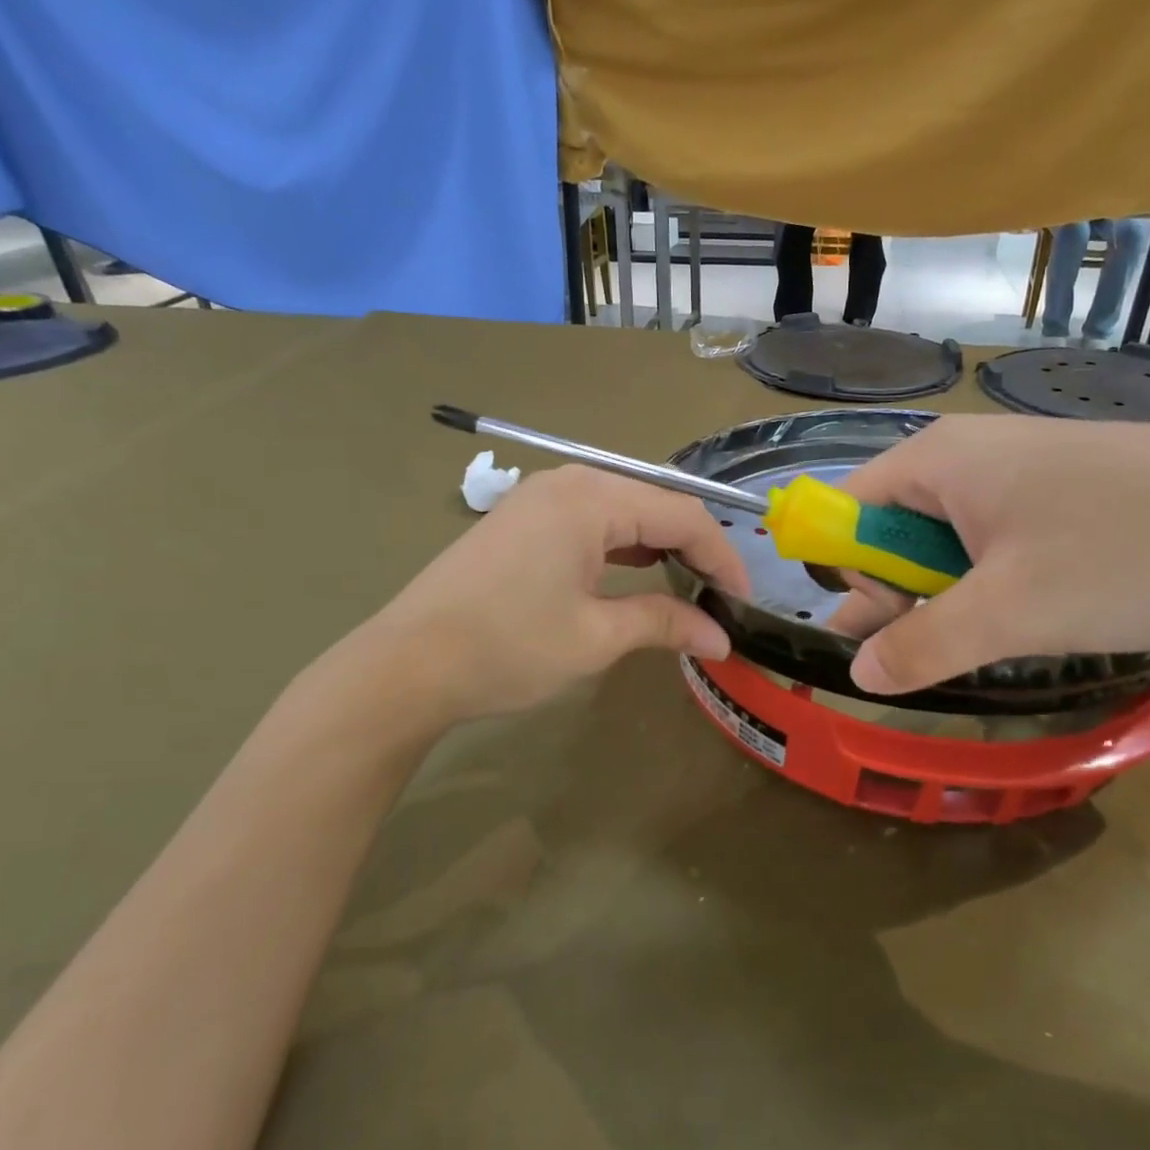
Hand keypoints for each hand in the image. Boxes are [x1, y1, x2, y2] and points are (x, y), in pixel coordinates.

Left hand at [364, 466, 748, 722]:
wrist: (406, 666)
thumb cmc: (507, 647)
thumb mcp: (595, 637)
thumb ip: (664, 624)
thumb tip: (721, 638)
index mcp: (591, 498)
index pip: (681, 515)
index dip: (722, 556)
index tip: (744, 600)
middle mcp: (568, 483)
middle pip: (654, 504)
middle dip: (695, 547)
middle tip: (721, 594)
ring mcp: (539, 499)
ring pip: (623, 511)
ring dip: (660, 545)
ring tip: (688, 586)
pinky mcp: (522, 521)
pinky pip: (591, 522)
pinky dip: (623, 547)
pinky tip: (636, 574)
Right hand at [829, 415, 1149, 694]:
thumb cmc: (1125, 555)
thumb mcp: (1011, 612)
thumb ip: (921, 645)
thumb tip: (858, 673)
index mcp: (936, 461)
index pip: (845, 510)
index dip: (846, 571)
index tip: (881, 625)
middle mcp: (966, 454)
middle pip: (891, 528)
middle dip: (898, 593)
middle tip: (935, 650)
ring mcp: (1016, 470)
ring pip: (944, 540)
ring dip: (948, 596)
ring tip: (983, 641)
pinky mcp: (1056, 492)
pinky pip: (990, 539)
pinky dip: (990, 583)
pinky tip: (1023, 616)